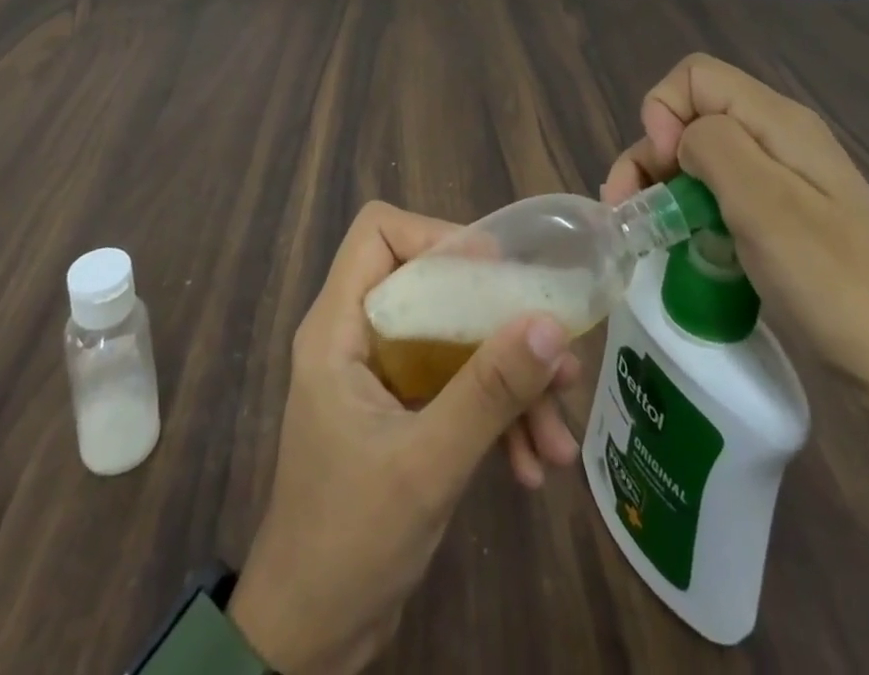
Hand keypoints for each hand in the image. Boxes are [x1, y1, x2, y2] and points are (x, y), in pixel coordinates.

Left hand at [228, 202, 576, 673]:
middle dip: (497, 325)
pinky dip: (497, 417)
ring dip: (509, 382)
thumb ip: (487, 391)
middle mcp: (359, 337)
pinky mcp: (404, 413)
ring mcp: (383, 376)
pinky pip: (458, 388)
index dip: (436, 238)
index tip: (495, 273)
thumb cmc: (349, 542)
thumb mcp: (427, 465)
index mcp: (340, 327)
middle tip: (554, 357)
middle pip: (433, 287)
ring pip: (455, 341)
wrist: (309, 641)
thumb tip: (550, 323)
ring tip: (558, 436)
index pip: (379, 234)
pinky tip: (534, 466)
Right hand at [602, 53, 868, 405]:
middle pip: (693, 118)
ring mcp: (785, 185)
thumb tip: (680, 136)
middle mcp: (779, 141)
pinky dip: (693, 216)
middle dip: (651, 156)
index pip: (694, 77)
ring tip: (649, 238)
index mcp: (778, 122)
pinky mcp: (786, 225)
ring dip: (666, 189)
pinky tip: (688, 251)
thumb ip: (712, 145)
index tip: (664, 171)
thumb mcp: (765, 204)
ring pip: (702, 160)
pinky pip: (722, 199)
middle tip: (633, 215)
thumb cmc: (838, 286)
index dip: (663, 112)